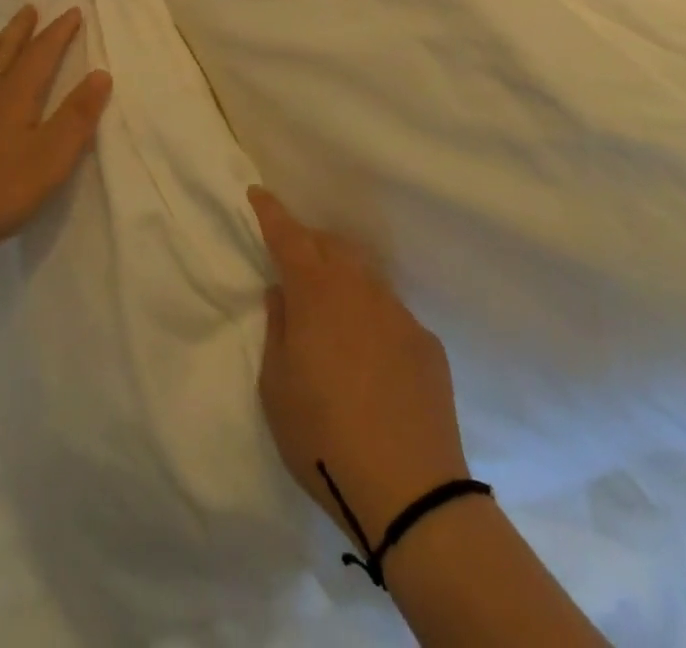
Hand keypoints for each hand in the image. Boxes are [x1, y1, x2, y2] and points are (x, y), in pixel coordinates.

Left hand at [0, 5, 111, 265]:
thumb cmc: (0, 188)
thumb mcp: (52, 156)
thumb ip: (77, 116)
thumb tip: (100, 74)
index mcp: (14, 95)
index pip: (40, 54)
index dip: (58, 33)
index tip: (72, 12)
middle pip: (4, 51)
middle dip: (21, 29)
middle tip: (30, 9)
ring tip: (0, 35)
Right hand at [250, 187, 469, 543]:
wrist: (411, 491)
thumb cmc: (323, 436)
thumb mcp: (276, 386)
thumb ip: (278, 329)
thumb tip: (283, 294)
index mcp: (316, 293)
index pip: (288, 236)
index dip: (271, 212)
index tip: (258, 193)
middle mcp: (360, 289)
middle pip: (332, 245)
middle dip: (310, 243)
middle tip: (294, 263)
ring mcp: (398, 313)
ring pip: (365, 275)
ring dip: (343, 277)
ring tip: (332, 311)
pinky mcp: (426, 343)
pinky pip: (391, 312)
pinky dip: (372, 316)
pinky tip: (370, 357)